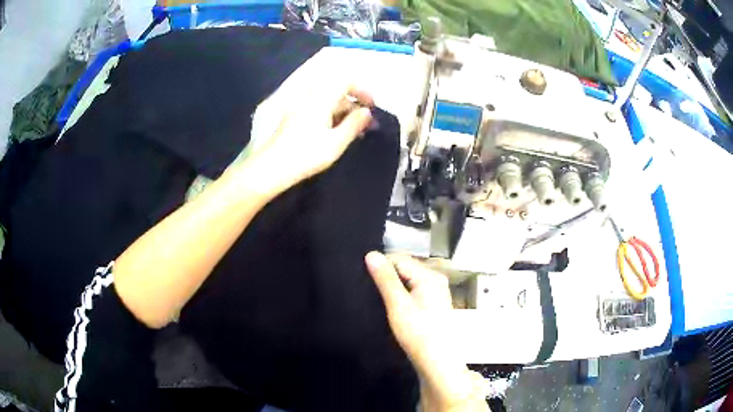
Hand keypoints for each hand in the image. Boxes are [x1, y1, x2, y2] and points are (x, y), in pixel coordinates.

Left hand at [247, 81, 373, 191]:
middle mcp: (310, 97)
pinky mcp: (296, 117)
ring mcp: (301, 107)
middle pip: (337, 91)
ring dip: (344, 112)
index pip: (345, 80)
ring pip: (329, 101)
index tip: (371, 105)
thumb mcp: (336, 142)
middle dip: (355, 104)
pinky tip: (339, 133)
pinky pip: (319, 109)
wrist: (272, 167)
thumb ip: (354, 124)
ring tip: (356, 132)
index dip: (361, 89)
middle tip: (367, 124)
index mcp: (321, 98)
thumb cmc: (306, 155)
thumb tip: (366, 112)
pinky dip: (332, 116)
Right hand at [365, 252, 487, 410]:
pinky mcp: (434, 302)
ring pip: (408, 279)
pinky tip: (393, 305)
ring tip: (378, 298)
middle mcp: (436, 278)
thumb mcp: (398, 306)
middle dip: (387, 275)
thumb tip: (371, 254)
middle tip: (369, 290)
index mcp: (430, 276)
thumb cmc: (418, 334)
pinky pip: (414, 289)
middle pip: (405, 267)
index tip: (365, 280)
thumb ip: (385, 279)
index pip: (399, 259)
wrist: (437, 362)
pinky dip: (402, 293)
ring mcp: (437, 291)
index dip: (380, 266)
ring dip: (393, 285)